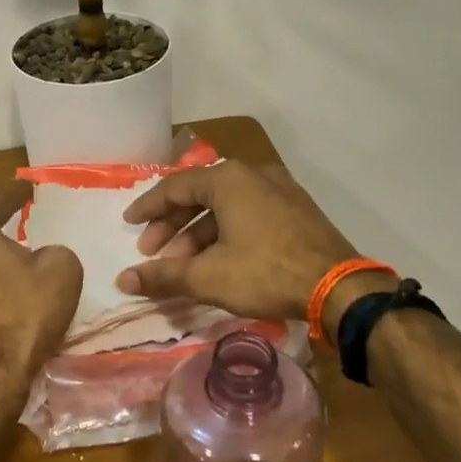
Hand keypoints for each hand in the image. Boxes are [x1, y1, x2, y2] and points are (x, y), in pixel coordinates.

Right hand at [116, 161, 367, 324]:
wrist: (337, 287)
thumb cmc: (265, 272)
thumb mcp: (208, 276)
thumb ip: (163, 276)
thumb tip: (123, 280)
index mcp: (228, 179)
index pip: (174, 187)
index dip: (148, 208)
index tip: (129, 225)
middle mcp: (253, 175)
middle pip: (199, 195)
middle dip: (172, 226)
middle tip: (152, 253)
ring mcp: (279, 190)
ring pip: (225, 207)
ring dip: (198, 234)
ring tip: (183, 266)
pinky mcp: (296, 210)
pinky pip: (248, 214)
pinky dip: (225, 233)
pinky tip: (218, 260)